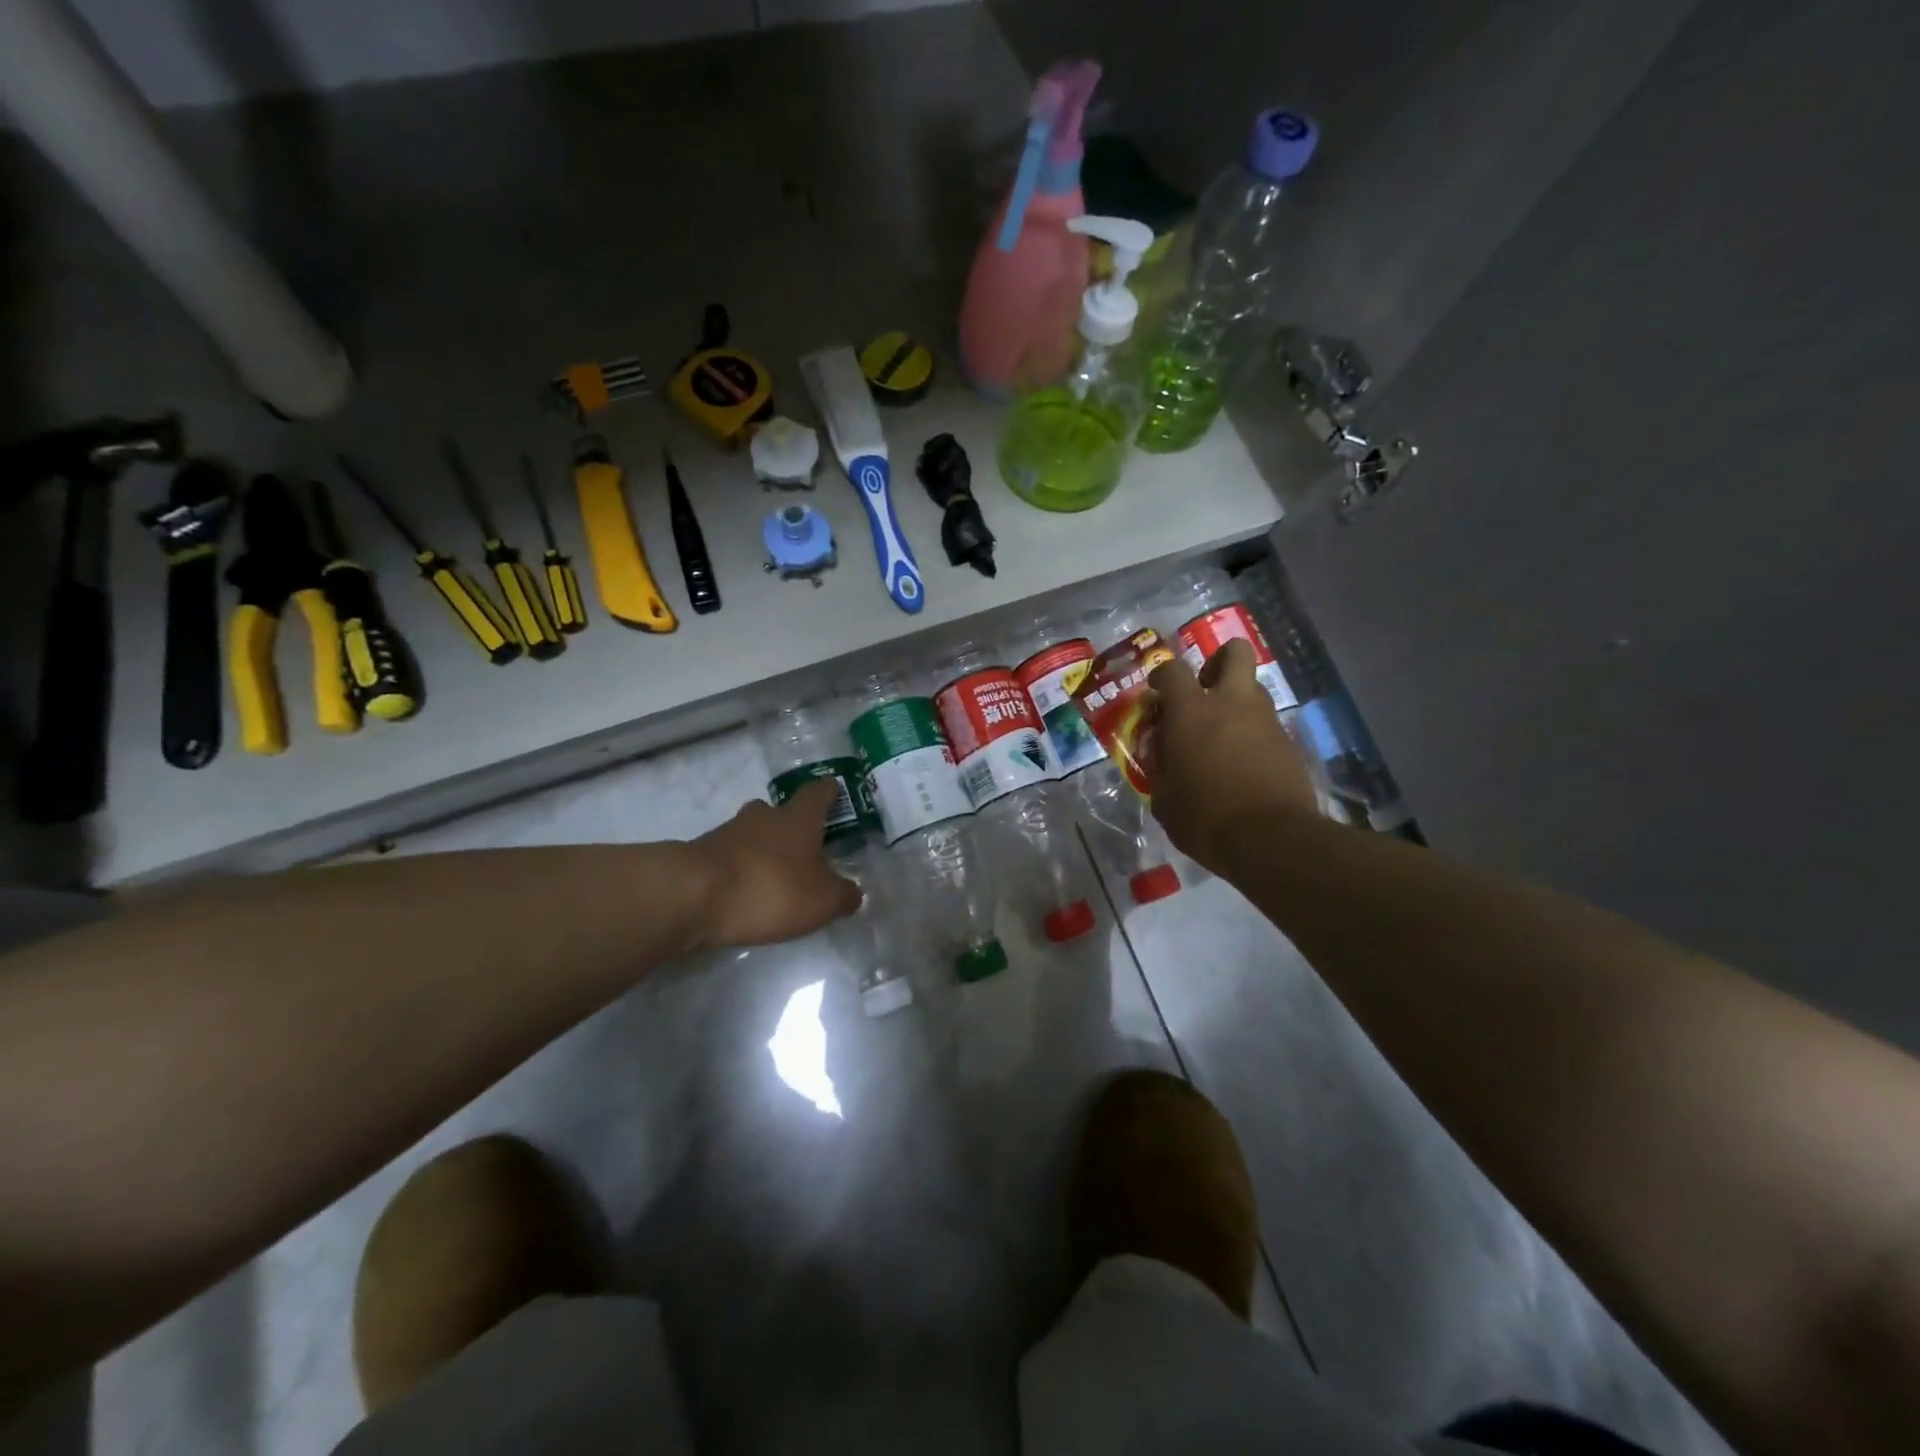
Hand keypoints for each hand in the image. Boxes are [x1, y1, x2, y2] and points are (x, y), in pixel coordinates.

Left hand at [690, 780, 863, 949]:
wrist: (692, 896)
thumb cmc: (771, 888)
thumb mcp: (822, 901)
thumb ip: (843, 896)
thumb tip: (853, 892)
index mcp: (798, 818)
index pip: (817, 793)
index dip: (828, 793)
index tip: (835, 792)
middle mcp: (763, 817)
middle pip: (779, 812)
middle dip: (790, 826)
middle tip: (803, 847)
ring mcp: (727, 833)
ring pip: (751, 834)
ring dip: (762, 850)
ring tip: (773, 877)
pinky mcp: (700, 856)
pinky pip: (728, 858)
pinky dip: (739, 870)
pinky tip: (744, 894)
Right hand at [1147, 639, 1320, 873]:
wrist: (1272, 840)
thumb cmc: (1204, 818)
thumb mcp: (1164, 799)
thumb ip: (1160, 768)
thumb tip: (1162, 758)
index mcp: (1191, 712)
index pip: (1173, 670)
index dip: (1162, 675)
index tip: (1157, 693)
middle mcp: (1231, 703)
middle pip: (1235, 652)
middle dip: (1219, 661)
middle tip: (1205, 687)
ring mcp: (1265, 720)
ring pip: (1253, 689)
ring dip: (1236, 701)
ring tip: (1222, 735)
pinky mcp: (1289, 743)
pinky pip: (1266, 724)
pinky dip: (1252, 734)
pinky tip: (1243, 764)